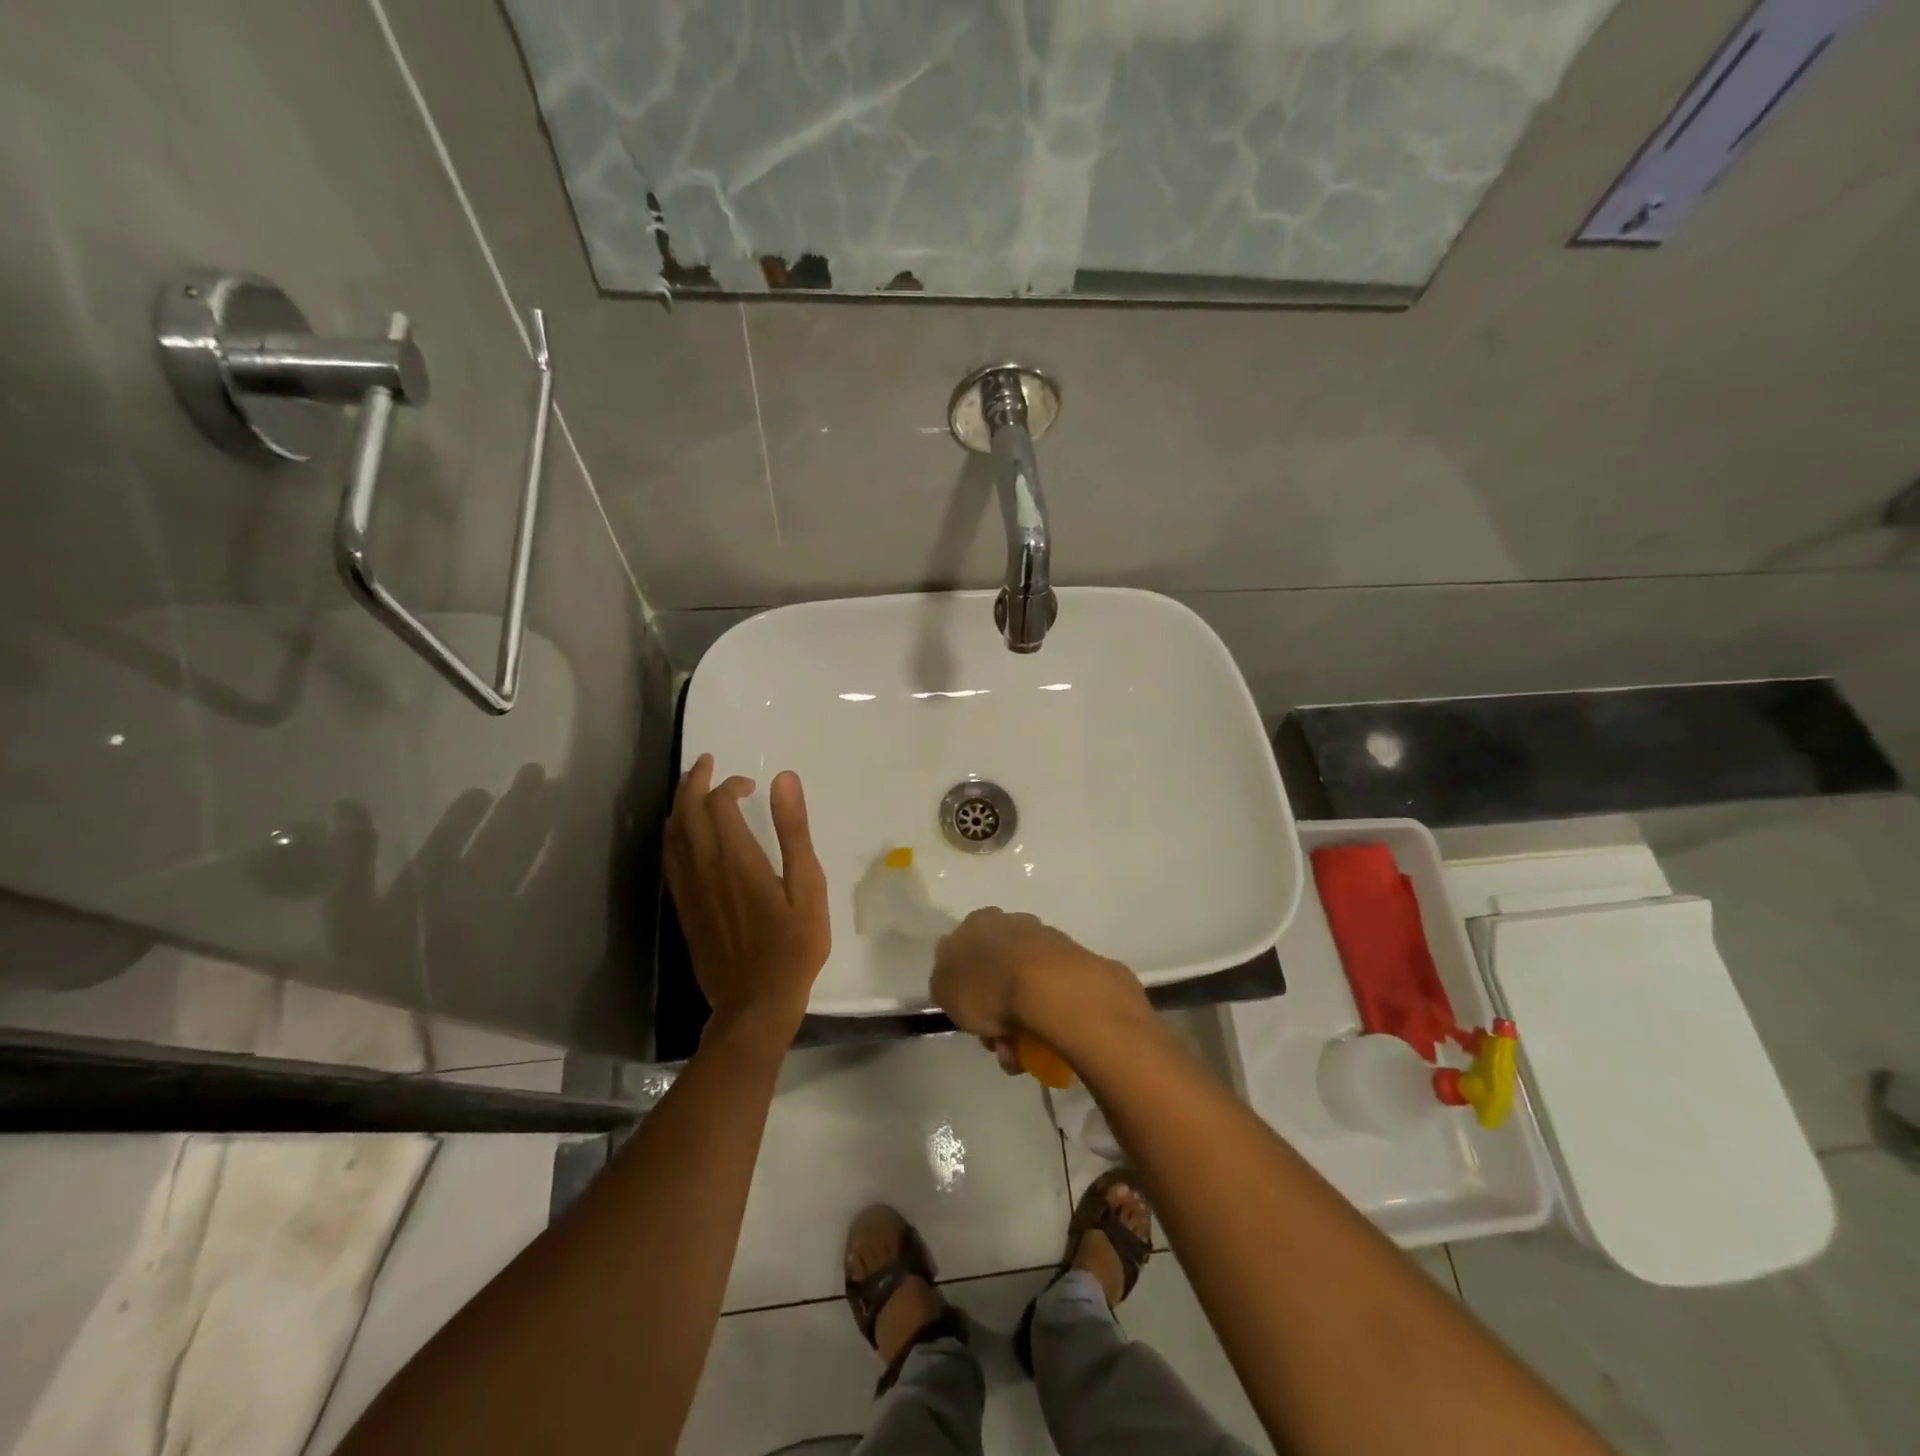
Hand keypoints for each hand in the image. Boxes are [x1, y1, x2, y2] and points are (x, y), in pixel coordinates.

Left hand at [665, 754, 829, 1047]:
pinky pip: (669, 860)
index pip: (719, 804)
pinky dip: (673, 835)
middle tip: (707, 763)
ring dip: (679, 804)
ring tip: (692, 788)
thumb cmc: (793, 946)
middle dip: (694, 782)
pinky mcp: (684, 909)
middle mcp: (705, 868)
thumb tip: (784, 779)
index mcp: (737, 859)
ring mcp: (689, 890)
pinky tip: (683, 834)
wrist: (755, 1004)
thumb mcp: (807, 887)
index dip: (730, 785)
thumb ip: (794, 831)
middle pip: (687, 812)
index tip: (751, 784)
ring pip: (672, 835)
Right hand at [931, 909, 1145, 1069]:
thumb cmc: (988, 984)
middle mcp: (1012, 923)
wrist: (1052, 988)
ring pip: (1023, 988)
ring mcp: (1046, 941)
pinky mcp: (1074, 962)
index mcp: (978, 922)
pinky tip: (1044, 1046)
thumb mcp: (944, 989)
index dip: (963, 988)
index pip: (962, 953)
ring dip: (1019, 1023)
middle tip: (997, 1042)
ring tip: (1022, 1054)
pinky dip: (1044, 1021)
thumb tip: (955, 983)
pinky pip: (1049, 997)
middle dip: (994, 1011)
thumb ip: (944, 983)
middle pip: (995, 973)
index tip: (969, 1016)